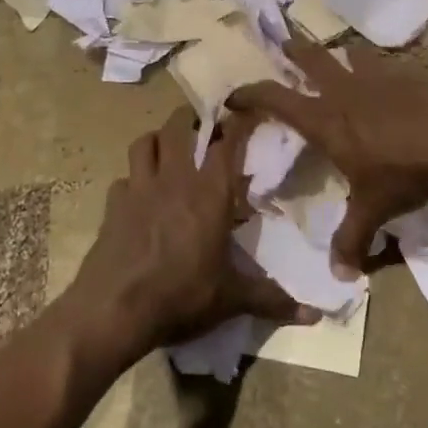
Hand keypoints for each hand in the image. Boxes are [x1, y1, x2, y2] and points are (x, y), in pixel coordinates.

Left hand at [73, 107, 310, 351]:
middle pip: (178, 127)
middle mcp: (175, 179)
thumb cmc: (181, 295)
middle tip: (203, 126)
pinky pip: (122, 179)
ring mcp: (139, 188)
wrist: (114, 310)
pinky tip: (138, 195)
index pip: (227, 142)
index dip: (237, 123)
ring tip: (169, 149)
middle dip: (191, 119)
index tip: (246, 111)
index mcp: (210, 193)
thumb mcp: (231, 299)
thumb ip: (272, 299)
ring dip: (158, 139)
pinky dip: (132, 179)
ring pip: (145, 142)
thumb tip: (314, 316)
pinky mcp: (113, 205)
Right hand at [229, 40, 427, 271]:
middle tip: (280, 41)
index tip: (234, 95)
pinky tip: (380, 76)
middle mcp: (344, 90)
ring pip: (346, 54)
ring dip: (334, 54)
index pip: (276, 98)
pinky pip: (379, 62)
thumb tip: (339, 275)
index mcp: (326, 119)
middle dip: (291, 49)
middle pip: (309, 58)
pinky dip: (371, 65)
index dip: (251, 93)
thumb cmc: (407, 173)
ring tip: (332, 56)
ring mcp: (376, 76)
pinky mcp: (405, 73)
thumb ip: (352, 239)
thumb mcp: (374, 209)